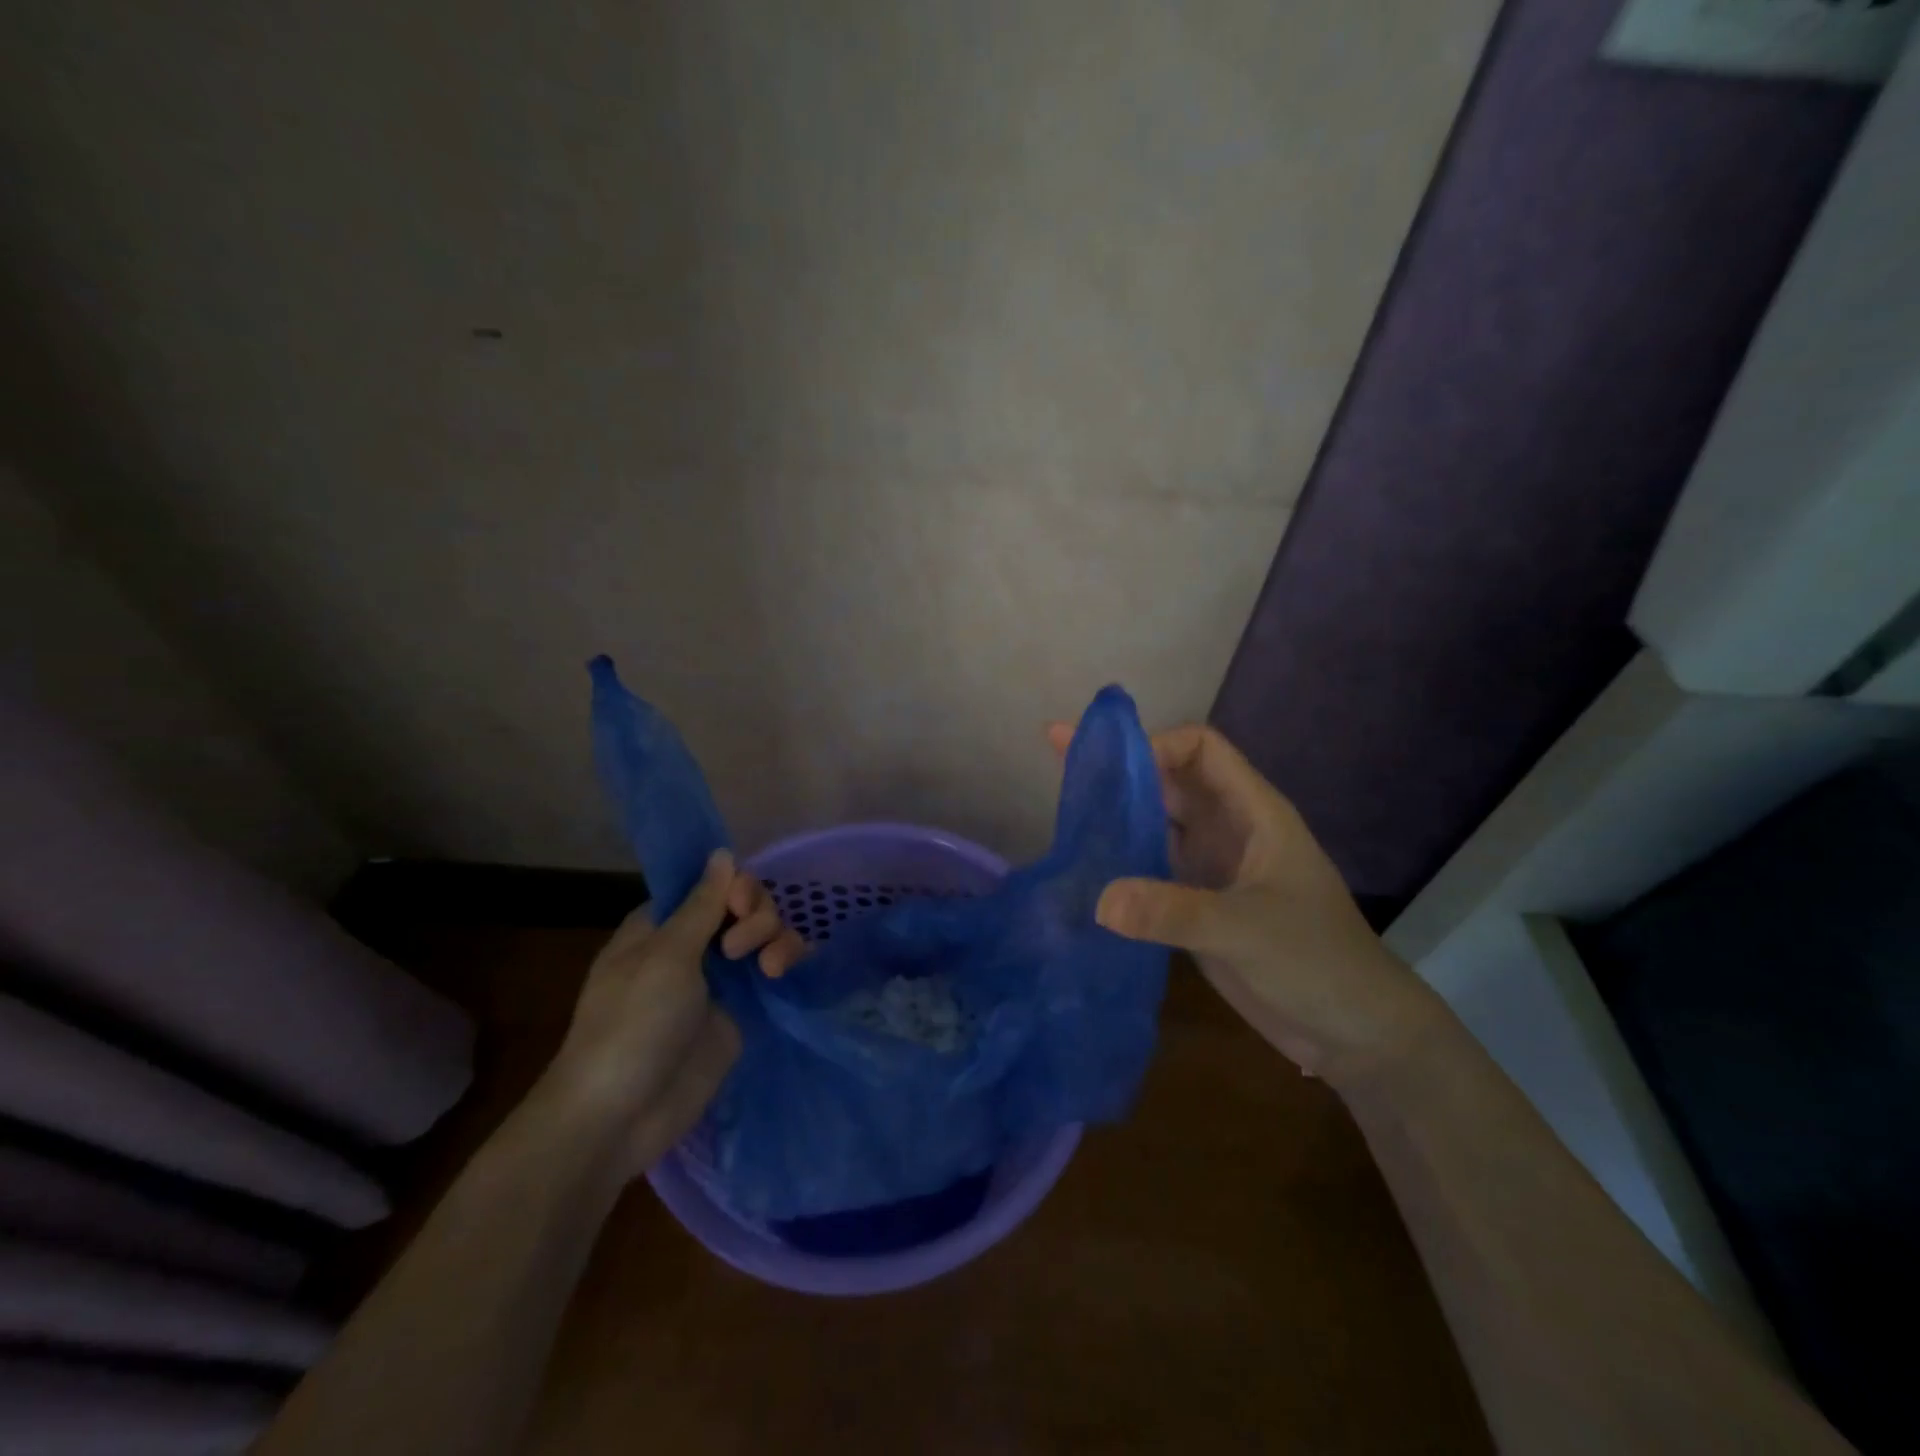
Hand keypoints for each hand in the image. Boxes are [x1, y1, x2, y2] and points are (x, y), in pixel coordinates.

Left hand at [538, 852, 798, 1177]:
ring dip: (775, 938)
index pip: (711, 883)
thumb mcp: (666, 957)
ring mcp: (720, 979)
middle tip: (738, 949)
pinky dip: (787, 961)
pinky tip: (787, 971)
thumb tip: (723, 852)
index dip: (733, 885)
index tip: (739, 904)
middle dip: (756, 915)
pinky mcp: (742, 1010)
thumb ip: (703, 904)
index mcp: (663, 925)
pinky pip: (773, 971)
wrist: (620, 1117)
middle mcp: (693, 945)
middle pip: (744, 905)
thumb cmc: (631, 1025)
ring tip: (771, 969)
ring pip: (764, 935)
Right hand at [1048, 721, 1441, 1085]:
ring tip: (1062, 802)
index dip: (1157, 745)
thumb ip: (1176, 913)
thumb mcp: (1249, 930)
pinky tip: (1083, 863)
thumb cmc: (1318, 962)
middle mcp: (1228, 829)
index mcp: (1253, 812)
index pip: (1201, 749)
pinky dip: (1119, 857)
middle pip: (1169, 779)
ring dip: (1115, 810)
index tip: (1110, 765)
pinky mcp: (1196, 903)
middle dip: (1120, 765)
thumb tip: (1099, 901)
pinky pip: (1150, 865)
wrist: (1353, 1032)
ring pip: (1156, 821)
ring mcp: (1211, 866)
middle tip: (1060, 752)